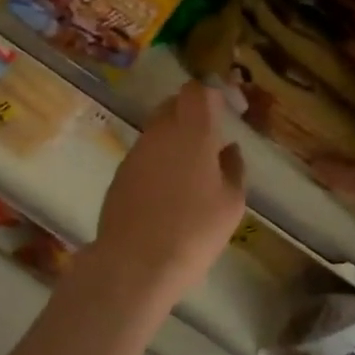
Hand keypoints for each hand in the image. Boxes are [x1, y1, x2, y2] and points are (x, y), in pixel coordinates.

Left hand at [94, 80, 246, 301]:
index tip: (224, 107)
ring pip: (157, 129)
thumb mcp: (230, 203)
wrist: (135, 262)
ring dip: (173, 138)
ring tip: (190, 169)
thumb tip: (229, 148)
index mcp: (192, 132)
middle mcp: (160, 132)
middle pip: (173, 105)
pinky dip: (158, 159)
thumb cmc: (193, 231)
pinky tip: (167, 189)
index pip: (197, 91)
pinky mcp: (120, 172)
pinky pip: (145, 153)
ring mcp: (136, 151)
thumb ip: (233, 168)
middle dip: (191, 112)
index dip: (210, 94)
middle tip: (209, 138)